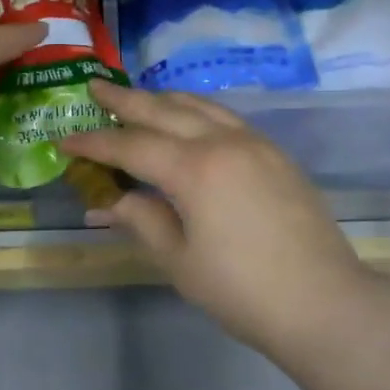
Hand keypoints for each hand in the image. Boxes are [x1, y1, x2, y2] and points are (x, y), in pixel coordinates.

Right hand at [62, 80, 375, 359]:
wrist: (323, 302)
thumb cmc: (242, 290)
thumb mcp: (180, 261)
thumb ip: (143, 221)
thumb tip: (108, 203)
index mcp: (195, 168)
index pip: (132, 145)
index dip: (95, 142)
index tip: (65, 139)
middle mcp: (225, 142)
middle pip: (166, 110)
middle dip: (126, 99)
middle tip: (95, 86)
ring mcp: (257, 144)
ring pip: (202, 107)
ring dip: (165, 99)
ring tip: (140, 97)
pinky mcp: (278, 156)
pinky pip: (228, 118)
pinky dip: (198, 112)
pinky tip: (191, 121)